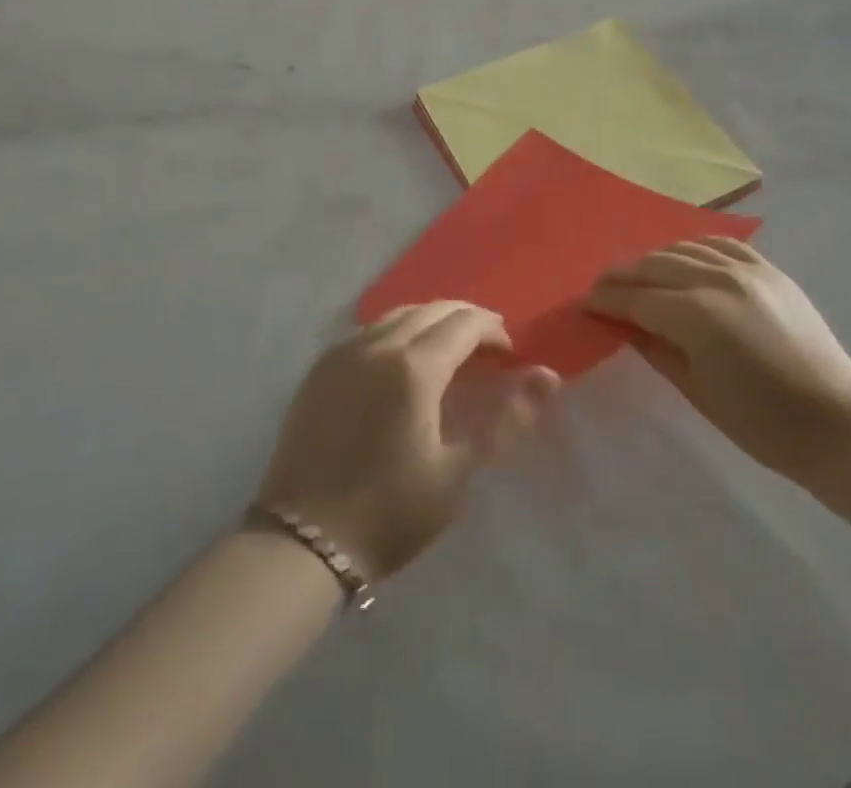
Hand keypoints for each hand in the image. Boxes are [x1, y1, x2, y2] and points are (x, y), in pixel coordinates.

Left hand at [257, 302, 559, 579]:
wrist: (303, 540)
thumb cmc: (389, 512)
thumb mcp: (457, 473)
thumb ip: (506, 419)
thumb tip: (548, 376)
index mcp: (414, 367)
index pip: (463, 323)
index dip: (492, 329)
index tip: (509, 351)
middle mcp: (377, 345)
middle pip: (431, 309)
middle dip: (465, 318)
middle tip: (487, 345)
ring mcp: (343, 353)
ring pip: (397, 314)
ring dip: (430, 320)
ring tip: (448, 348)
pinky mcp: (321, 368)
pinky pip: (368, 330)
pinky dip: (397, 330)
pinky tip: (402, 358)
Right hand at [584, 239, 850, 482]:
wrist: (837, 423)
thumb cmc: (762, 423)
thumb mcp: (697, 391)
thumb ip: (656, 348)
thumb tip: (625, 325)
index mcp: (697, 316)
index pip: (637, 299)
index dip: (607, 301)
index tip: (585, 303)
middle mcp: (718, 280)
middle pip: (654, 266)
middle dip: (622, 276)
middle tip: (600, 287)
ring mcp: (748, 270)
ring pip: (685, 248)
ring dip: (654, 259)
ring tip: (638, 275)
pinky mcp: (770, 270)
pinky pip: (721, 245)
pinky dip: (695, 248)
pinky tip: (684, 259)